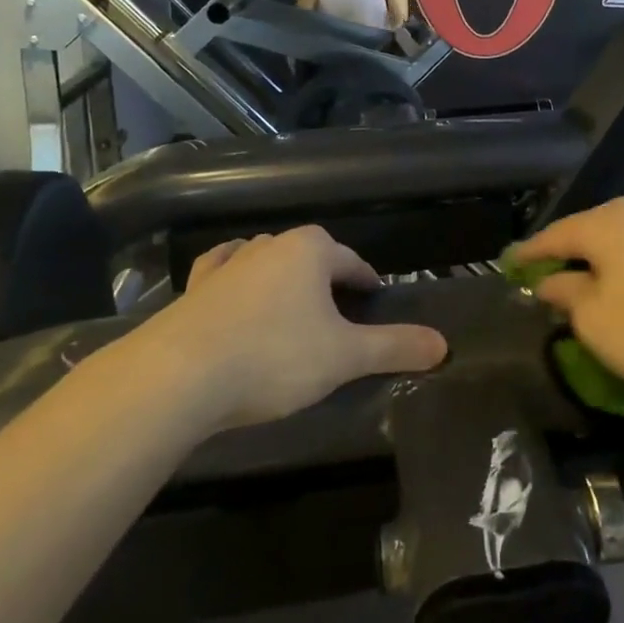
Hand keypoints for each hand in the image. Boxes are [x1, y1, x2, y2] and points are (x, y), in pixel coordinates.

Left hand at [118, 227, 446, 427]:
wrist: (179, 376)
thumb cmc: (274, 356)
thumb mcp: (345, 356)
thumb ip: (395, 347)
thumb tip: (444, 344)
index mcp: (309, 250)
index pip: (351, 260)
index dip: (367, 280)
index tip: (376, 299)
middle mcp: (268, 246)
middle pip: (309, 256)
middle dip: (326, 279)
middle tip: (340, 314)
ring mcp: (226, 266)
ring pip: (266, 262)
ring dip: (282, 280)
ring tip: (292, 307)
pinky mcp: (194, 291)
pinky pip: (223, 276)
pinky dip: (236, 284)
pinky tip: (234, 292)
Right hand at [514, 198, 623, 397]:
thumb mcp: (595, 320)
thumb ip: (565, 294)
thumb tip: (551, 281)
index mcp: (605, 223)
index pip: (554, 235)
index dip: (528, 254)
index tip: (508, 265)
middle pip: (588, 232)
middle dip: (566, 256)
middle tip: (544, 277)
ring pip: (621, 241)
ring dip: (601, 261)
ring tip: (586, 282)